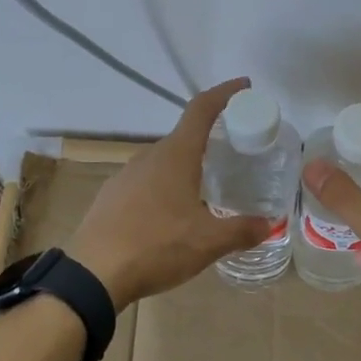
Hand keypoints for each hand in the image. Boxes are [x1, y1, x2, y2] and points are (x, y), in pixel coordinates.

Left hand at [69, 78, 273, 310]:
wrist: (92, 274)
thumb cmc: (156, 246)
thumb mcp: (208, 242)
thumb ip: (241, 230)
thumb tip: (269, 224)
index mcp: (175, 155)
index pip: (201, 109)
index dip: (224, 93)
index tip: (244, 86)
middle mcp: (149, 156)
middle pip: (184, 137)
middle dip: (210, 140)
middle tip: (234, 155)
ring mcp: (126, 175)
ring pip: (164, 161)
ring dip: (186, 167)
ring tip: (206, 190)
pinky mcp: (111, 196)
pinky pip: (146, 182)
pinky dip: (165, 187)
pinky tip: (171, 216)